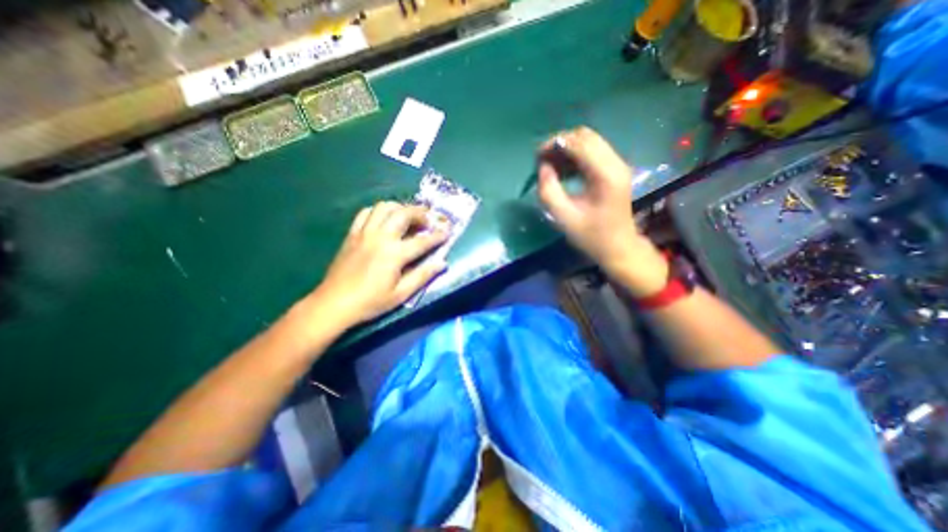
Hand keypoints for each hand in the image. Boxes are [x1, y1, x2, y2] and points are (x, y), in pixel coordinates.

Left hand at [308, 202, 448, 325]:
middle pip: (403, 214)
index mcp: (394, 254)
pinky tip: (385, 219)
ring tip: (408, 216)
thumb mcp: (401, 294)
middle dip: (420, 213)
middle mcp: (380, 237)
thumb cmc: (370, 302)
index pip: (422, 240)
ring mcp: (364, 233)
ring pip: (384, 207)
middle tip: (429, 219)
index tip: (448, 230)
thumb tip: (442, 263)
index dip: (438, 235)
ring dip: (400, 208)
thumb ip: (423, 276)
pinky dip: (379, 211)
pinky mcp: (352, 234)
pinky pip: (366, 213)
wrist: (334, 303)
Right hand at [541, 126, 665, 296]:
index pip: (579, 143)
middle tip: (542, 160)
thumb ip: (549, 190)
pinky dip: (575, 155)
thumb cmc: (591, 236)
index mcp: (605, 175)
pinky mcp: (615, 170)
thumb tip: (543, 167)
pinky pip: (593, 151)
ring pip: (589, 141)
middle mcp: (615, 163)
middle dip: (560, 143)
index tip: (537, 156)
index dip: (555, 144)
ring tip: (550, 165)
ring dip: (567, 149)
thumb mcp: (564, 217)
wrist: (618, 247)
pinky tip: (564, 170)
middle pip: (585, 136)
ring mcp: (617, 165)